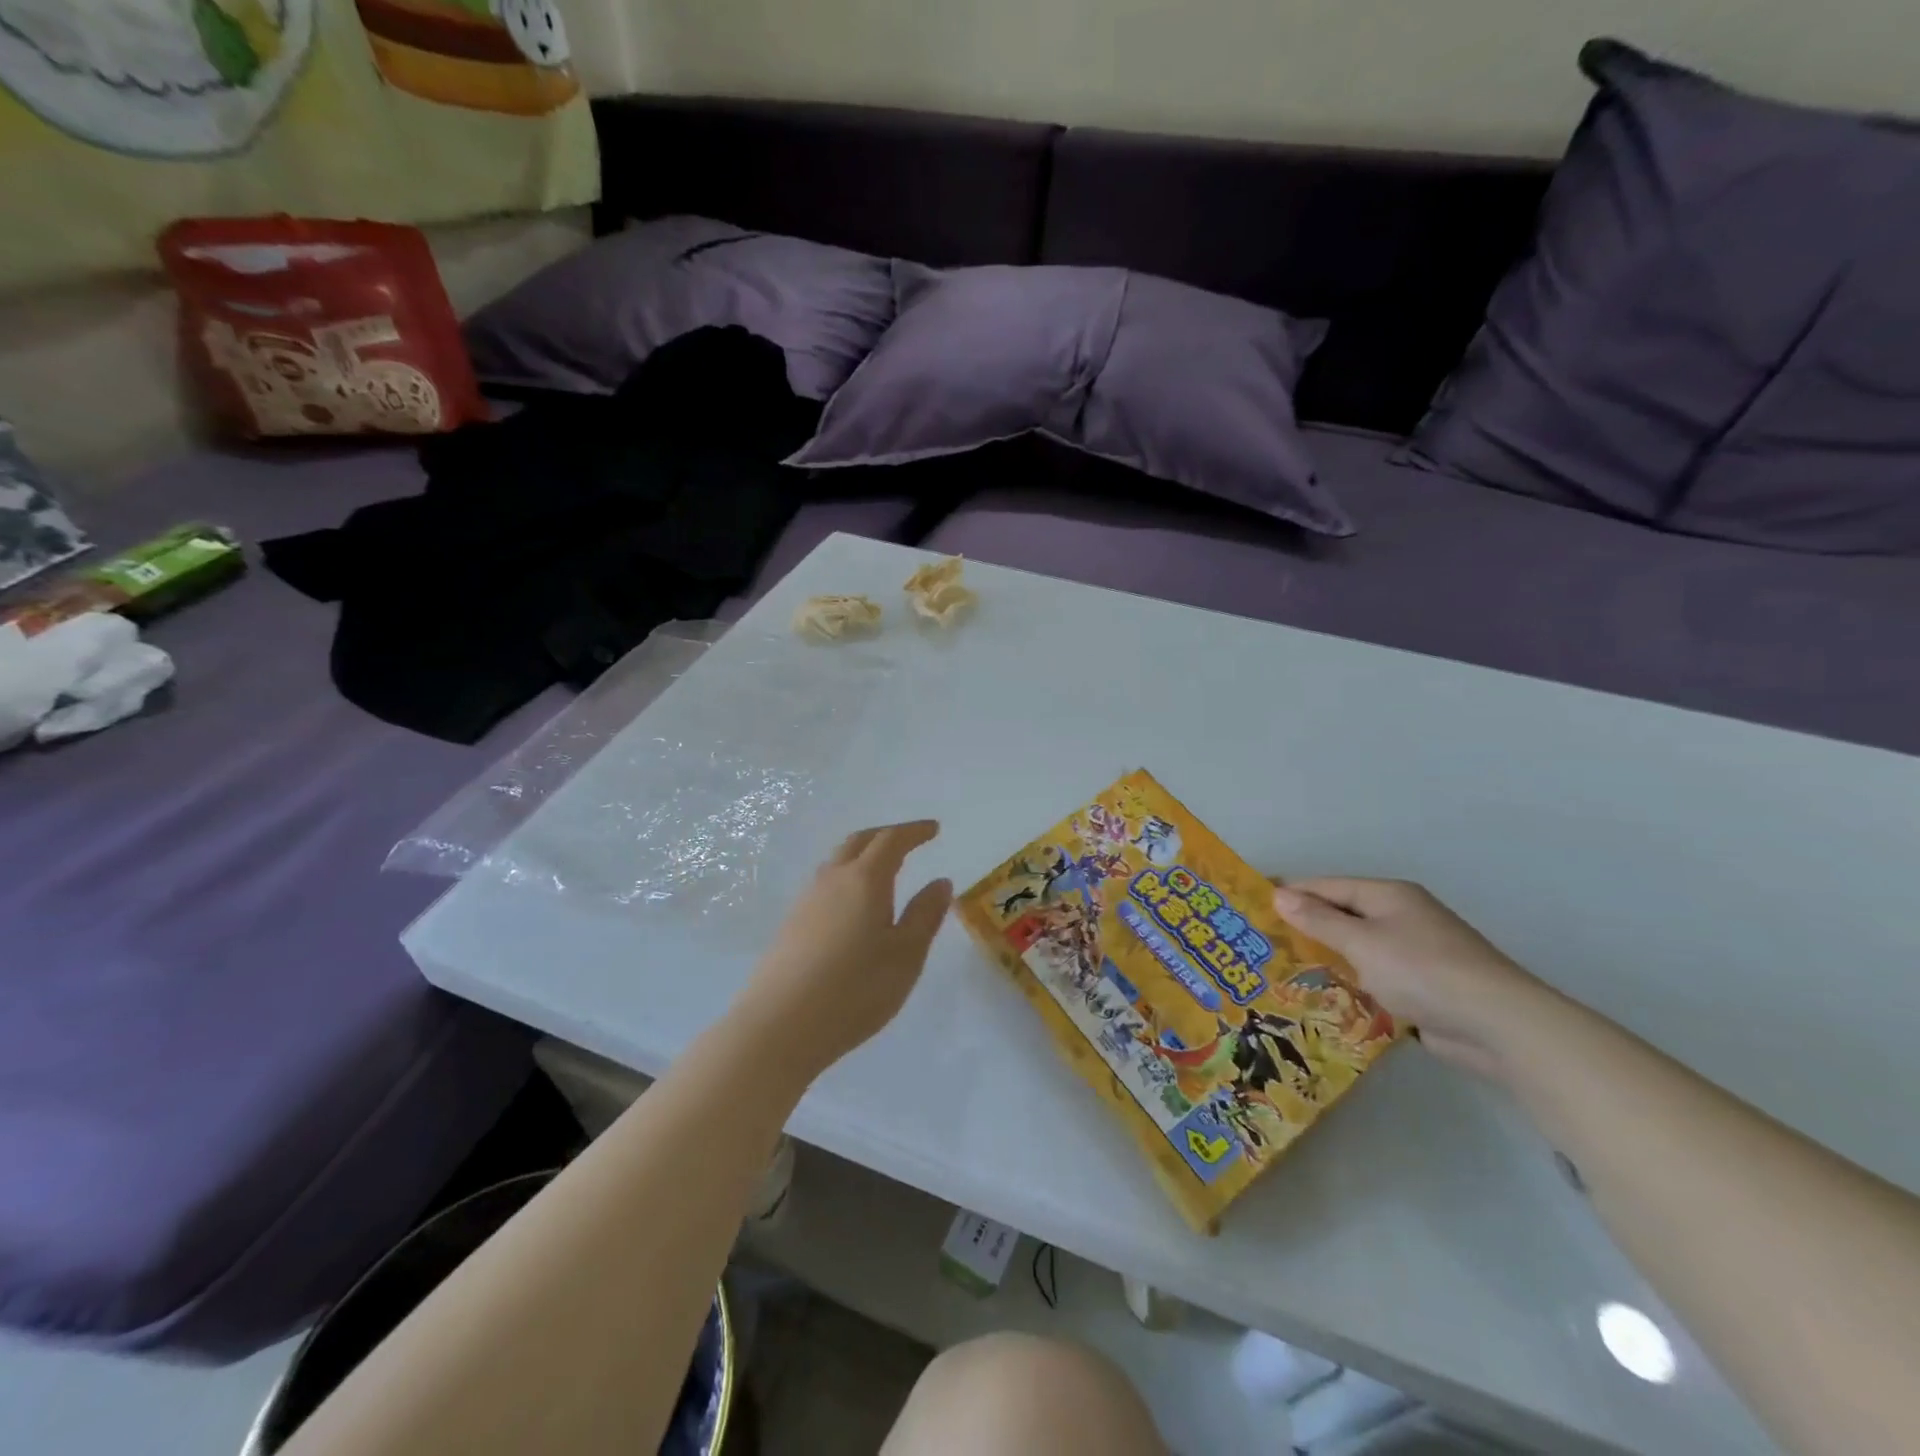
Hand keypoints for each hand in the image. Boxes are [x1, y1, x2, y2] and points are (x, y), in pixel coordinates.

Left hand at [738, 821, 952, 1080]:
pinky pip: (824, 885)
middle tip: (909, 841)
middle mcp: (832, 880)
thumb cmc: (855, 990)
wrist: (780, 1025)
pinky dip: (846, 878)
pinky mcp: (791, 924)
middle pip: (859, 841)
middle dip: (886, 835)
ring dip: (862, 855)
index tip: (934, 829)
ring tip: (882, 870)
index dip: (914, 831)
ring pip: (837, 861)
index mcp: (865, 880)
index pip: (892, 840)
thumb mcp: (905, 955)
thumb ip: (925, 915)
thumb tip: (940, 882)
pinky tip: (851, 905)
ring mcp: (806, 901)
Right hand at [1270, 878, 1551, 1079]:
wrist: (1498, 1025)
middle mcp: (1400, 916)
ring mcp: (1413, 951)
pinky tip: (1323, 996)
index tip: (1252, 906)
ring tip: (1281, 970)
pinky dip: (1350, 982)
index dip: (1289, 893)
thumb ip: (1319, 920)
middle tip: (1261, 943)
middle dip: (1304, 927)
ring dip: (1326, 958)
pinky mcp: (1421, 985)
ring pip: (1356, 947)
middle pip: (1341, 915)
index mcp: (1388, 895)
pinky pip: (1373, 976)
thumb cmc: (1423, 971)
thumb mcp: (1362, 943)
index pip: (1326, 886)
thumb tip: (1279, 894)